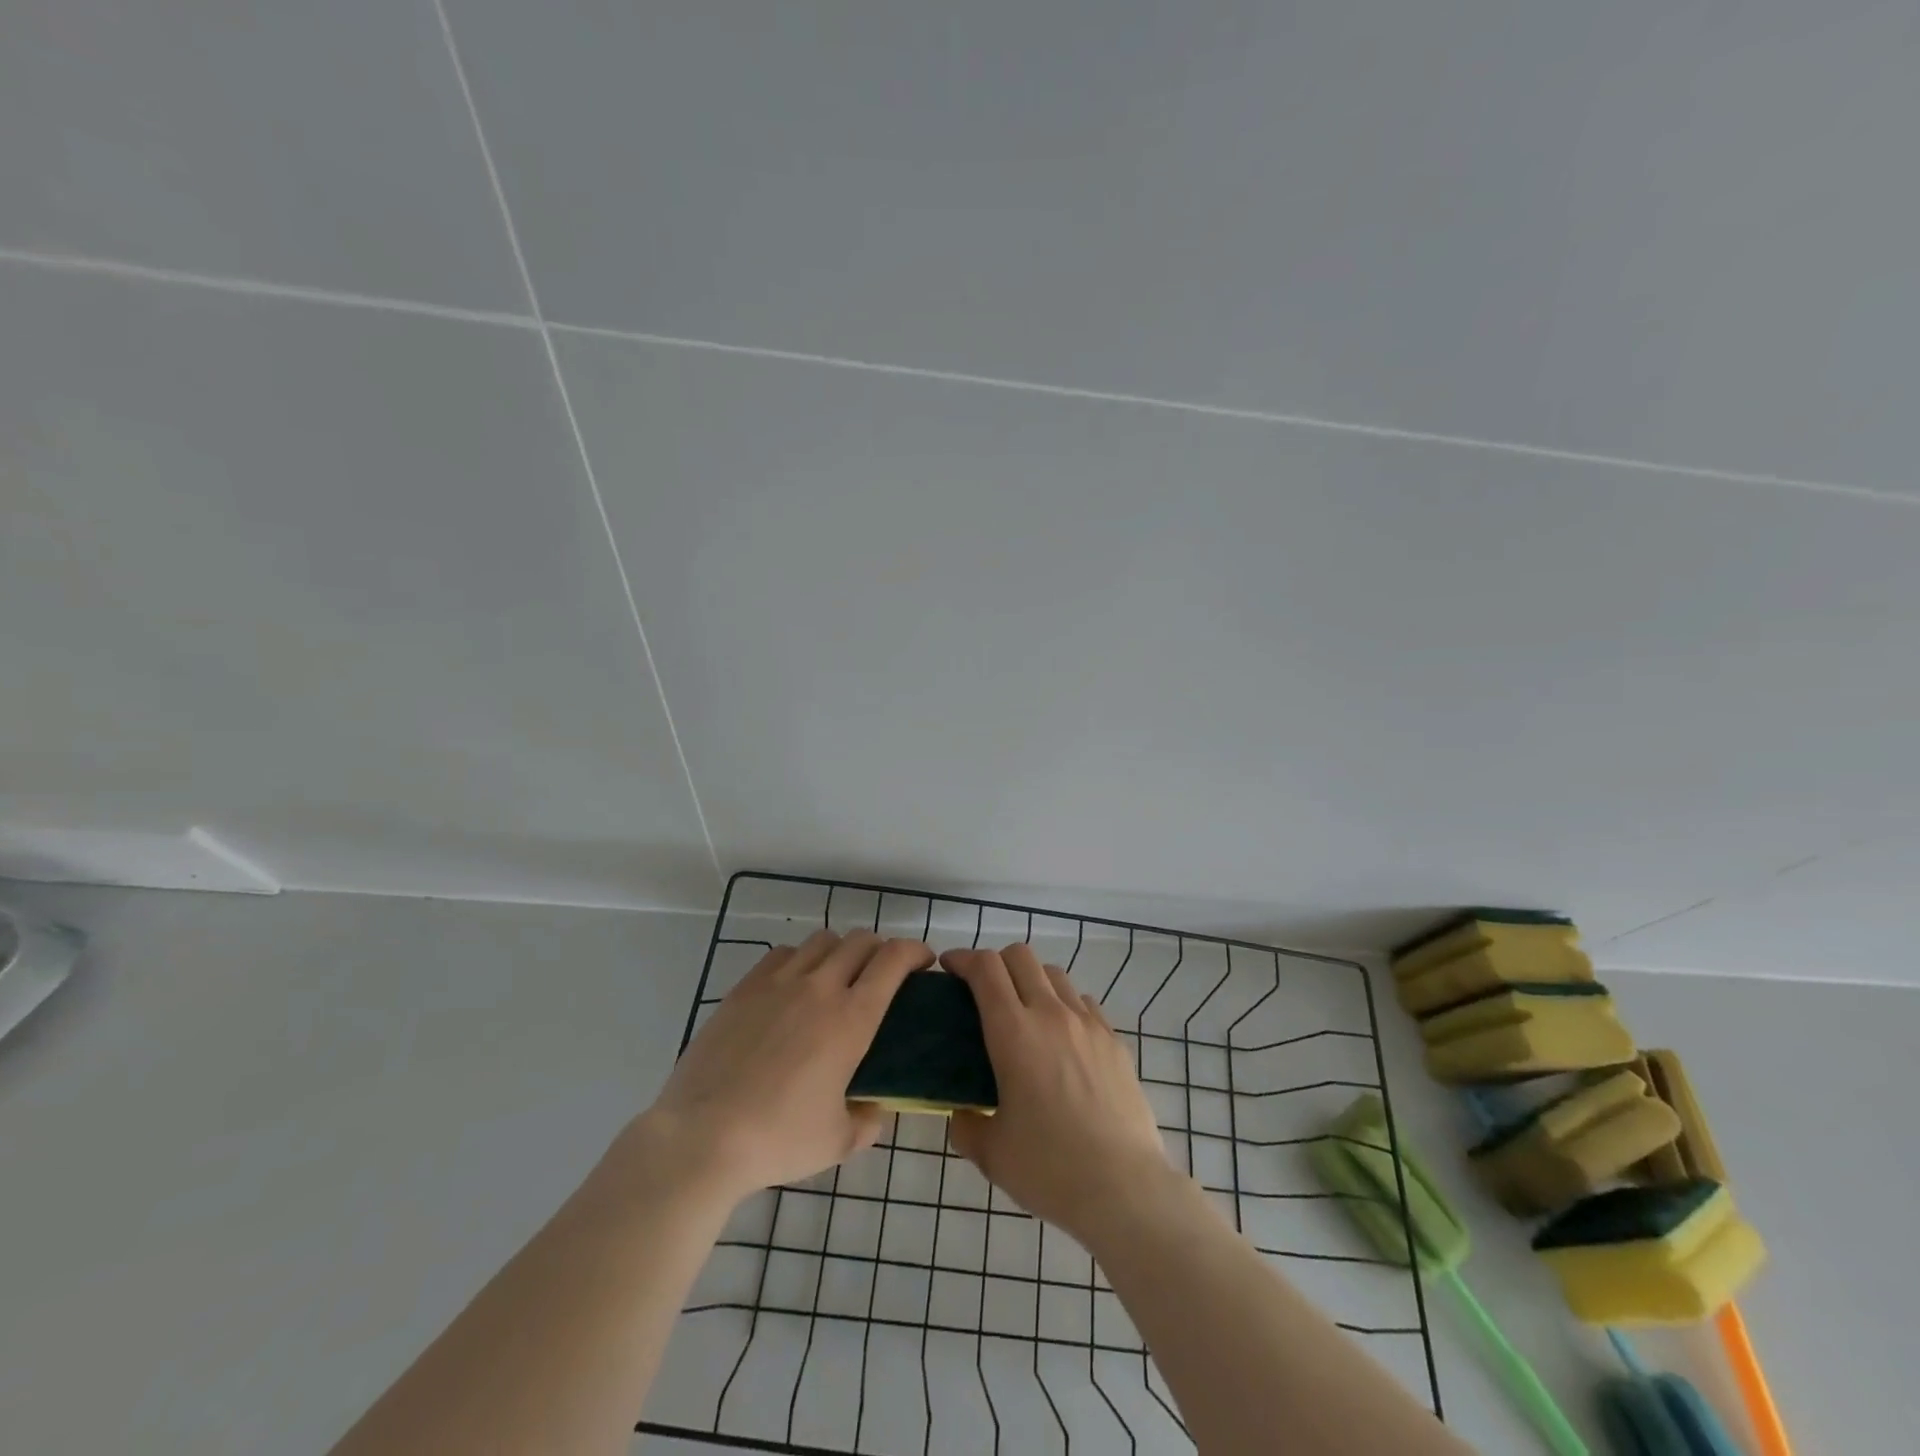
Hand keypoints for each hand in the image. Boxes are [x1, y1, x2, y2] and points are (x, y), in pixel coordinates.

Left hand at [634, 931, 930, 1203]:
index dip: (915, 951)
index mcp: (852, 1019)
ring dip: (841, 951)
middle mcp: (819, 987)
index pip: (894, 959)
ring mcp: (778, 982)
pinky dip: (801, 959)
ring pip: (822, 940)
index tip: (924, 963)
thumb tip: (877, 1109)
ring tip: (838, 977)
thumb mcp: (838, 1141)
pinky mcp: (745, 988)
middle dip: (881, 949)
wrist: (702, 1137)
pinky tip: (795, 985)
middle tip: (883, 975)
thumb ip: (868, 1121)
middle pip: (861, 940)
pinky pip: (782, 953)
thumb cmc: (778, 1140)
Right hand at [943, 944, 1172, 1244]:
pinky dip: (1064, 1005)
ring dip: (1031, 981)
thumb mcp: (991, 1153)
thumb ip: (966, 1125)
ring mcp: (1088, 1023)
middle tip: (982, 991)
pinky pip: (1083, 1003)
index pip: (985, 968)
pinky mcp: (1114, 1040)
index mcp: (1013, 1032)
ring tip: (1024, 1014)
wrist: (1124, 1188)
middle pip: (1020, 956)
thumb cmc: (1049, 1168)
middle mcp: (1051, 1014)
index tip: (949, 967)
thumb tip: (962, 1113)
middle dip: (995, 962)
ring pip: (1054, 974)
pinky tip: (1061, 1038)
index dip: (962, 958)